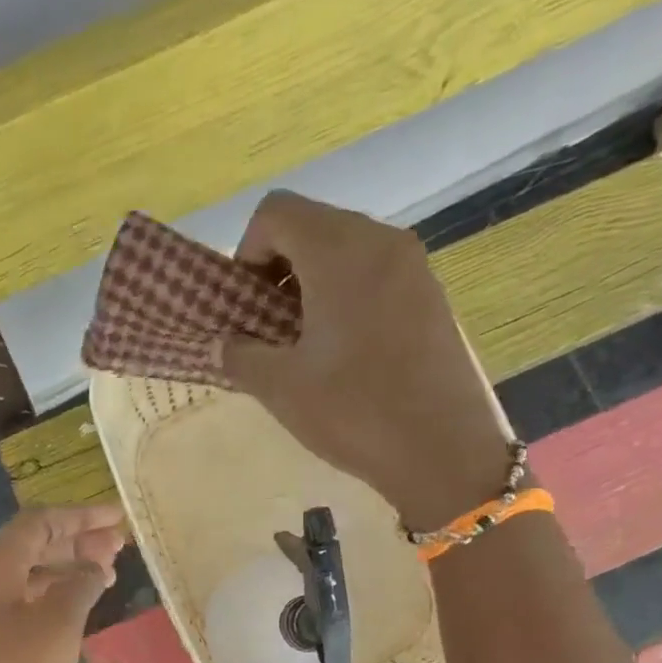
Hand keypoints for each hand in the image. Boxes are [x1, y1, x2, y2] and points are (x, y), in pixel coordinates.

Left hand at [0, 505, 126, 662]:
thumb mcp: (57, 625)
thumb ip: (79, 587)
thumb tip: (92, 567)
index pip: (38, 523)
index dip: (80, 516)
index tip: (119, 518)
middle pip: (31, 549)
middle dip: (76, 543)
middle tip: (120, 549)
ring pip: (28, 582)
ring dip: (66, 574)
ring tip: (106, 579)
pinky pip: (24, 612)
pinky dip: (54, 605)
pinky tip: (78, 618)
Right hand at [218, 192, 516, 531]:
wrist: (441, 450)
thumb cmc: (353, 411)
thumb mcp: (280, 387)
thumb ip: (239, 356)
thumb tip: (220, 345)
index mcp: (339, 251)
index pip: (276, 212)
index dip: (247, 253)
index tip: (245, 306)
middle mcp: (380, 241)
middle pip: (312, 225)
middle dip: (277, 269)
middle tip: (267, 327)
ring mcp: (413, 266)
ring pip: (344, 249)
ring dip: (310, 284)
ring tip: (303, 342)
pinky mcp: (430, 295)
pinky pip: (373, 274)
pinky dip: (345, 295)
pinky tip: (342, 351)